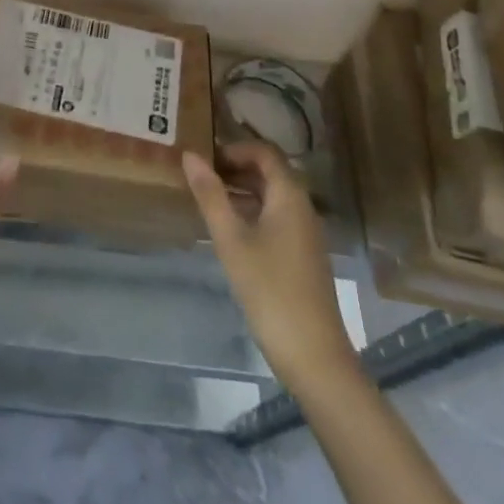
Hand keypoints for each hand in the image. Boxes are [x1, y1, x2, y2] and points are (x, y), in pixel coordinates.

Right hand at [184, 141, 355, 395]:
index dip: (234, 148)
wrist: (314, 355)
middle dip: (235, 168)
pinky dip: (253, 212)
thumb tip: (190, 155)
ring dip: (242, 191)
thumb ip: (210, 195)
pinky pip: (277, 217)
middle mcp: (302, 206)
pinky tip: (230, 231)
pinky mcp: (303, 255)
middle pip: (269, 172)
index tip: (204, 157)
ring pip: (272, 196)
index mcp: (289, 195)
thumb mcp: (231, 240)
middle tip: (200, 176)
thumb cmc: (270, 289)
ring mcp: (306, 233)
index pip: (264, 152)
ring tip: (208, 200)